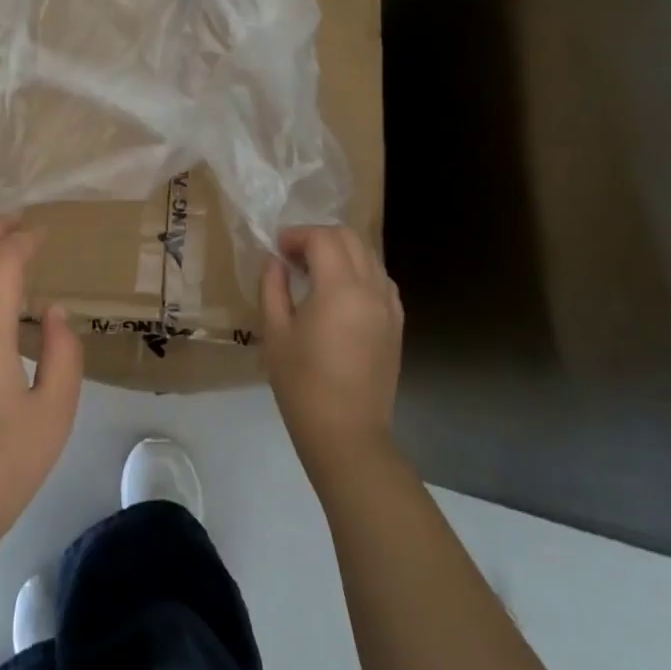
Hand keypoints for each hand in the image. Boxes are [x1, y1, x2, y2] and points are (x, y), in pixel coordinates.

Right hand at [261, 225, 403, 482]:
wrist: (347, 433)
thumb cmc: (302, 384)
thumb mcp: (276, 332)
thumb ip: (273, 288)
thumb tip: (275, 262)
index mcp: (341, 289)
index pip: (323, 238)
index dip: (297, 236)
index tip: (277, 250)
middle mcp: (372, 289)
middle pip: (350, 238)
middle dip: (319, 238)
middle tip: (293, 257)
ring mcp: (390, 306)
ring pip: (369, 256)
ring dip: (341, 253)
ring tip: (315, 274)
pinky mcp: (397, 324)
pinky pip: (380, 280)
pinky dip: (359, 273)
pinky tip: (339, 295)